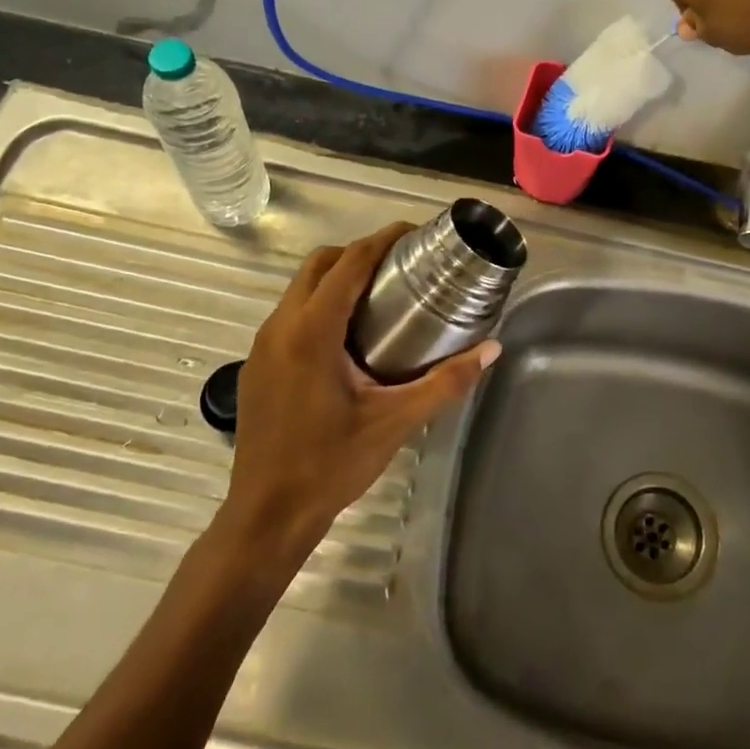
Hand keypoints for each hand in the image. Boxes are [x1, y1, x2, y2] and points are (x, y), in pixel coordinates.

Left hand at [215, 223, 499, 565]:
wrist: (266, 514)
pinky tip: (349, 337)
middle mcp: (280, 327)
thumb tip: (491, 349)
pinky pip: (290, 315)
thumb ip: (446, 382)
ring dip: (337, 278)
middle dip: (359, 253)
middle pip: (319, 265)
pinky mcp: (257, 365)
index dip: (382, 240)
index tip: (414, 234)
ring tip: (380, 295)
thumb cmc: (331, 464)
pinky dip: (320, 304)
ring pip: (300, 289)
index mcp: (312, 332)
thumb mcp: (395, 421)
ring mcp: (263, 346)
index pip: (348, 263)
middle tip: (401, 265)